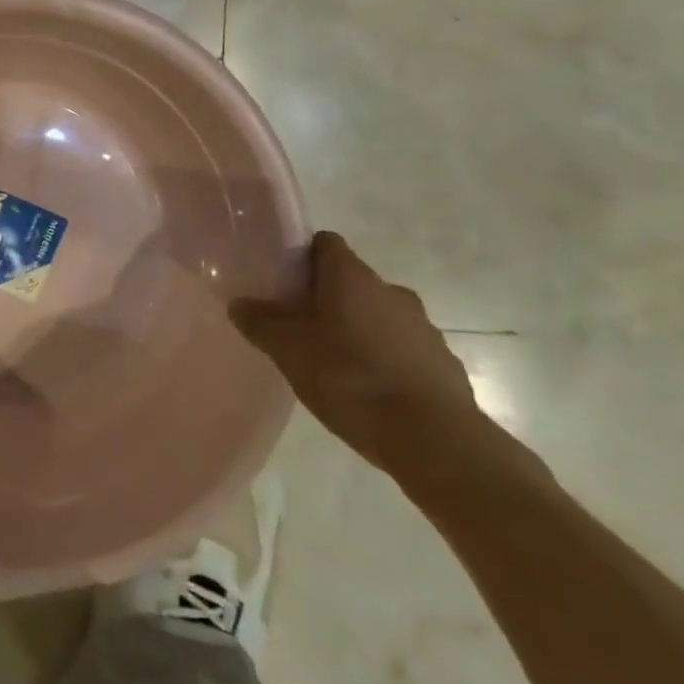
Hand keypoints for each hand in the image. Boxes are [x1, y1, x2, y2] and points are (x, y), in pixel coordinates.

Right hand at [230, 231, 484, 481]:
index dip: (303, 257)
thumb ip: (259, 321)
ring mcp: (423, 327)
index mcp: (352, 276)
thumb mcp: (287, 349)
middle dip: (329, 300)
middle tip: (304, 331)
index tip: (285, 284)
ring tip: (338, 368)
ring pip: (381, 317)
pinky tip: (373, 394)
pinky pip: (406, 352)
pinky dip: (388, 363)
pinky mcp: (445, 365)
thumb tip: (239, 303)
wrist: (433, 440)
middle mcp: (391, 290)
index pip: (325, 243)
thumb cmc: (350, 378)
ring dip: (361, 332)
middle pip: (352, 282)